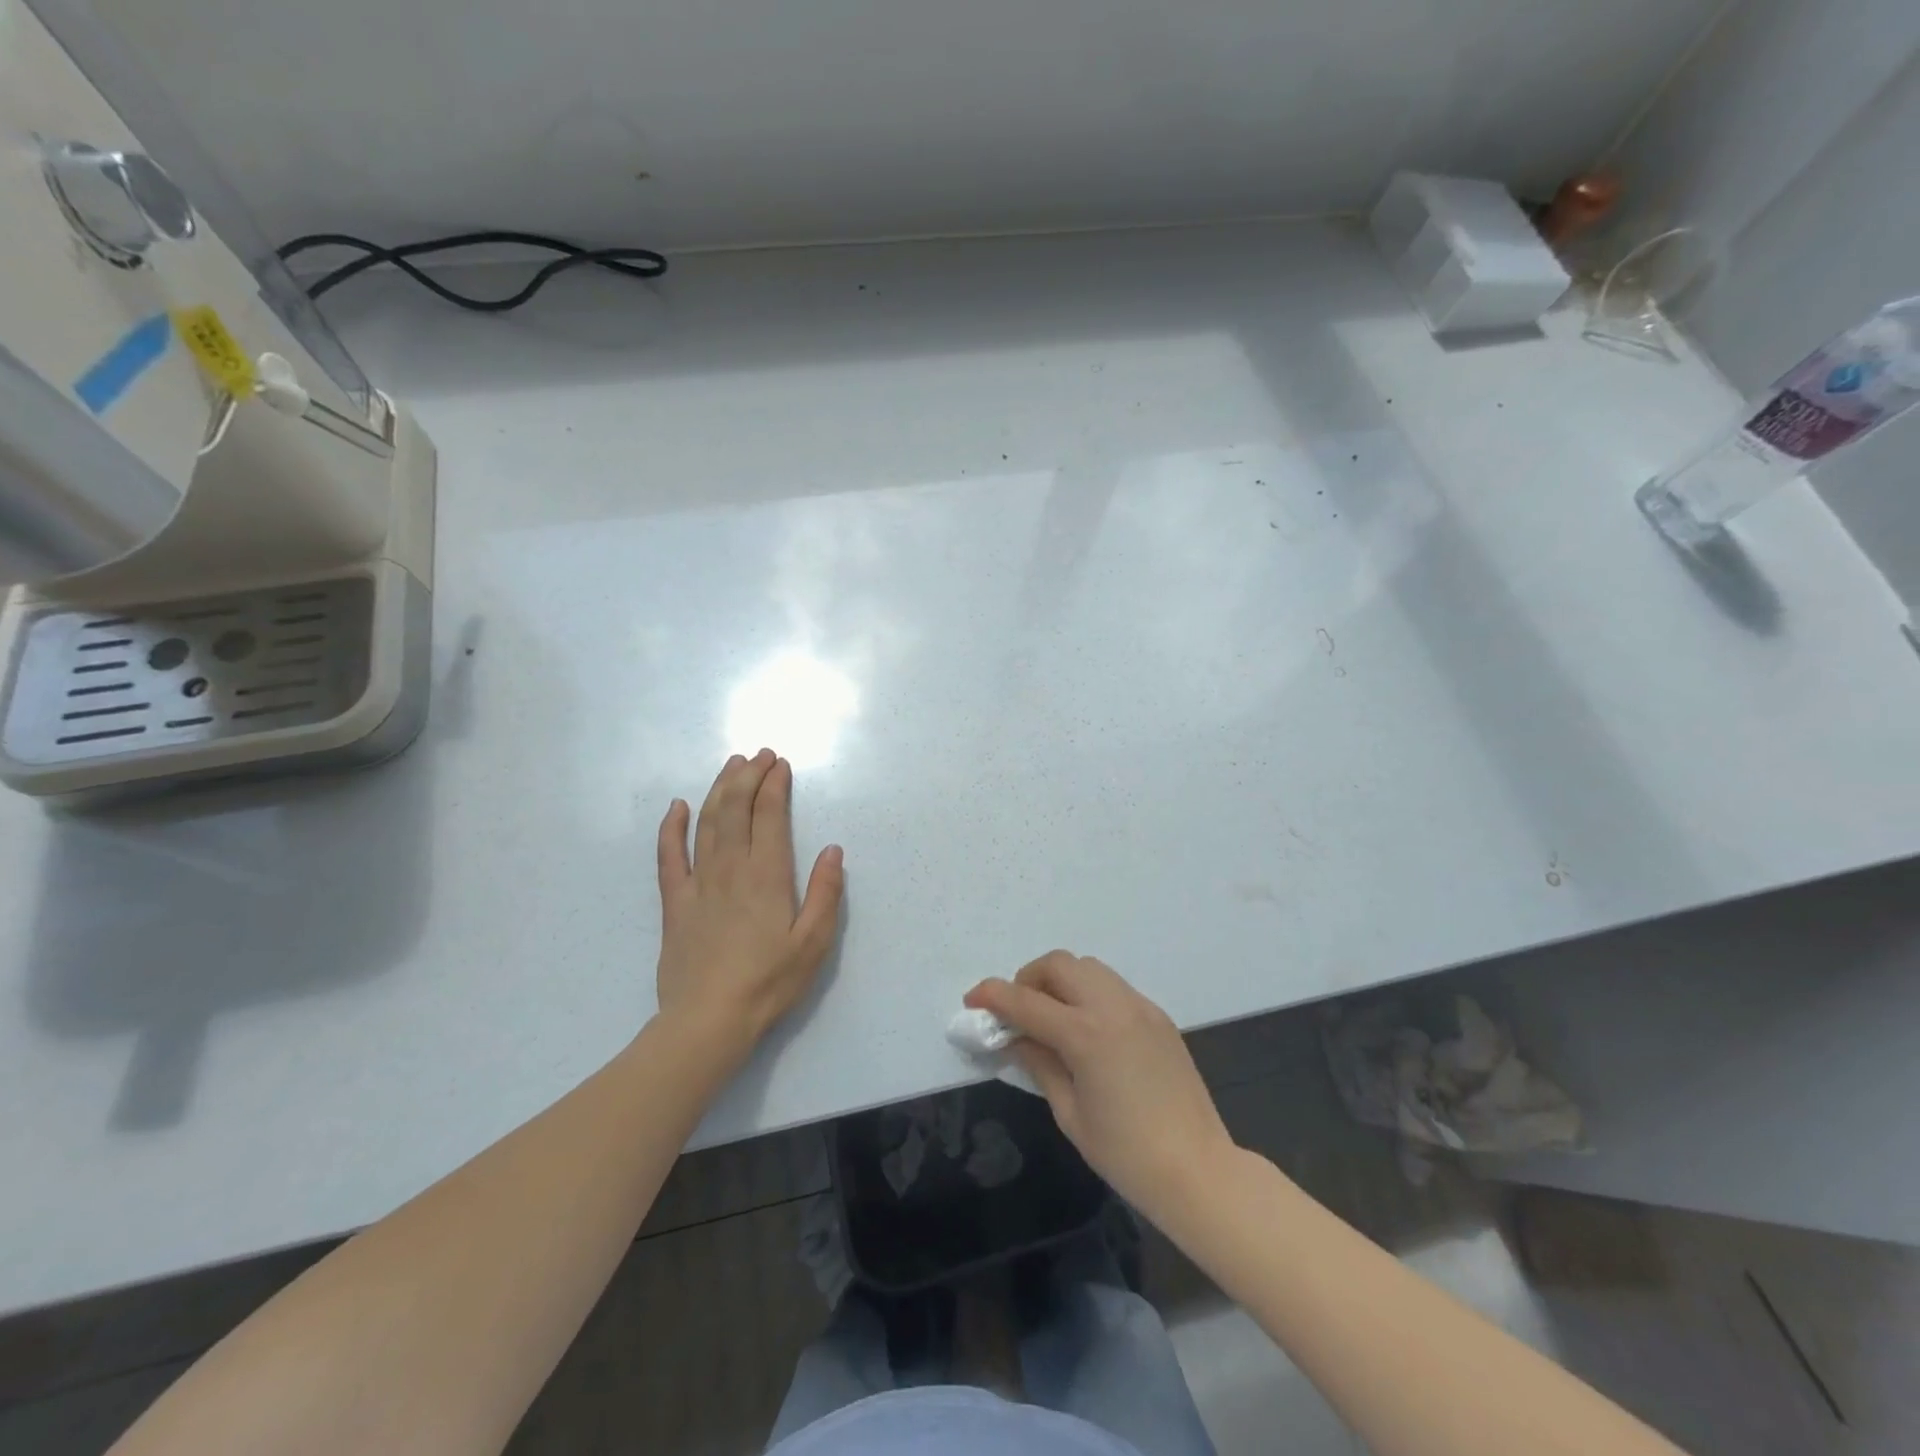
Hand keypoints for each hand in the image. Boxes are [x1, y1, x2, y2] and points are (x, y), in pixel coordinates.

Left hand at [656, 749, 843, 1057]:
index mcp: (767, 876)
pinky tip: (677, 807)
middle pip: (735, 809)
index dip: (774, 785)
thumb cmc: (768, 983)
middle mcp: (731, 869)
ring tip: (730, 766)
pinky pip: (669, 856)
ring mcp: (698, 883)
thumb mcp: (813, 943)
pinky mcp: (674, 903)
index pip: (769, 816)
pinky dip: (672, 828)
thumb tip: (833, 850)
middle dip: (748, 776)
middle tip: (758, 754)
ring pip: (707, 823)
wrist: (708, 1020)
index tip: (780, 764)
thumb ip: (825, 893)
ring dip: (719, 790)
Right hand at [966, 952, 1234, 1221]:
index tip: (972, 1001)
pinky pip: (1113, 986)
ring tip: (1050, 1016)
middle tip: (1015, 1011)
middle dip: (1028, 979)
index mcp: (1086, 1034)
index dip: (992, 996)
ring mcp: (1140, 1007)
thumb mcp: (1069, 1113)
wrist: (1198, 1170)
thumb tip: (1014, 1038)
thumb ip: (1039, 1064)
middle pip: (1059, 964)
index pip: (1026, 1001)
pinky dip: (1089, 993)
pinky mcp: (1158, 1016)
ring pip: (1088, 968)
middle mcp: (1112, 1007)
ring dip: (1060, 980)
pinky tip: (1087, 1029)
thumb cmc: (1125, 1154)